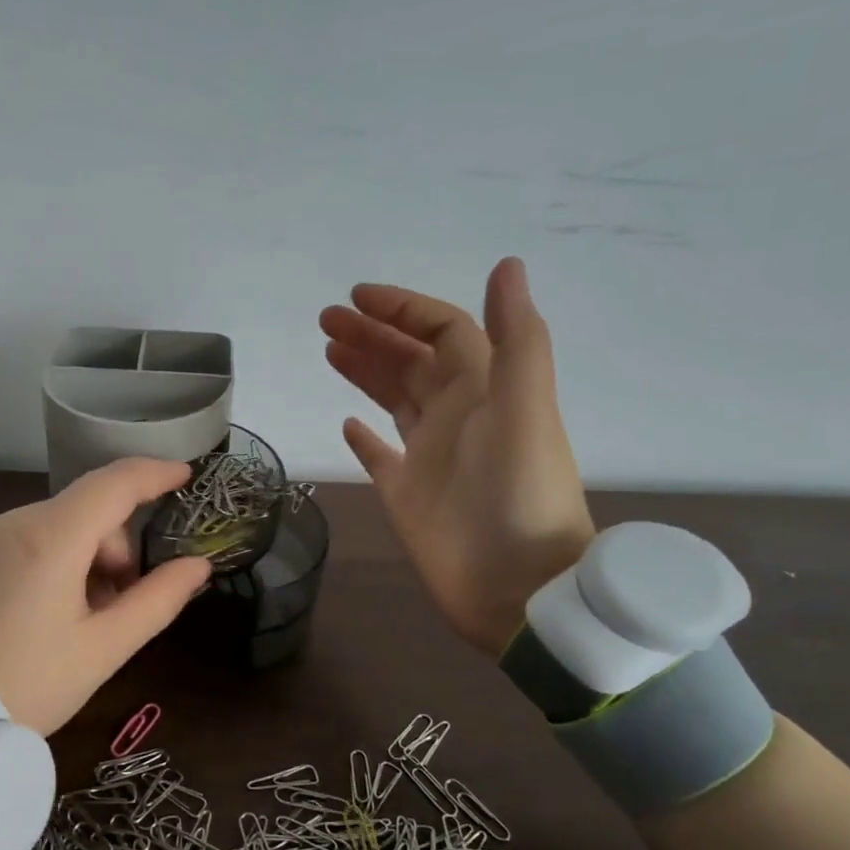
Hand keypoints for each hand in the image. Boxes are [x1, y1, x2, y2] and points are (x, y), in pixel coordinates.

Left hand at [0, 458, 211, 735]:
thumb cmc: (30, 686)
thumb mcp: (105, 649)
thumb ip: (159, 600)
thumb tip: (198, 566)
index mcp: (49, 539)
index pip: (113, 484)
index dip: (154, 473)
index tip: (185, 475)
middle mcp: (8, 524)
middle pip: (83, 513)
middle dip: (114, 548)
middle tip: (119, 605)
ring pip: (50, 528)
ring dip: (79, 558)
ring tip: (77, 619)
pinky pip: (15, 545)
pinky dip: (43, 565)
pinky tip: (36, 618)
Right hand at [320, 257, 595, 655]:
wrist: (517, 586)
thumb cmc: (519, 495)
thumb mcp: (525, 409)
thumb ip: (517, 339)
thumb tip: (507, 263)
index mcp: (483, 389)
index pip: (443, 331)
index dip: (403, 309)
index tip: (355, 298)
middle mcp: (456, 414)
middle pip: (410, 360)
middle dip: (372, 334)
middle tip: (325, 320)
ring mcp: (429, 455)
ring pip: (393, 399)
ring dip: (364, 371)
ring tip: (328, 349)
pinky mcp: (407, 493)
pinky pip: (381, 455)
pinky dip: (364, 437)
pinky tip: (347, 422)